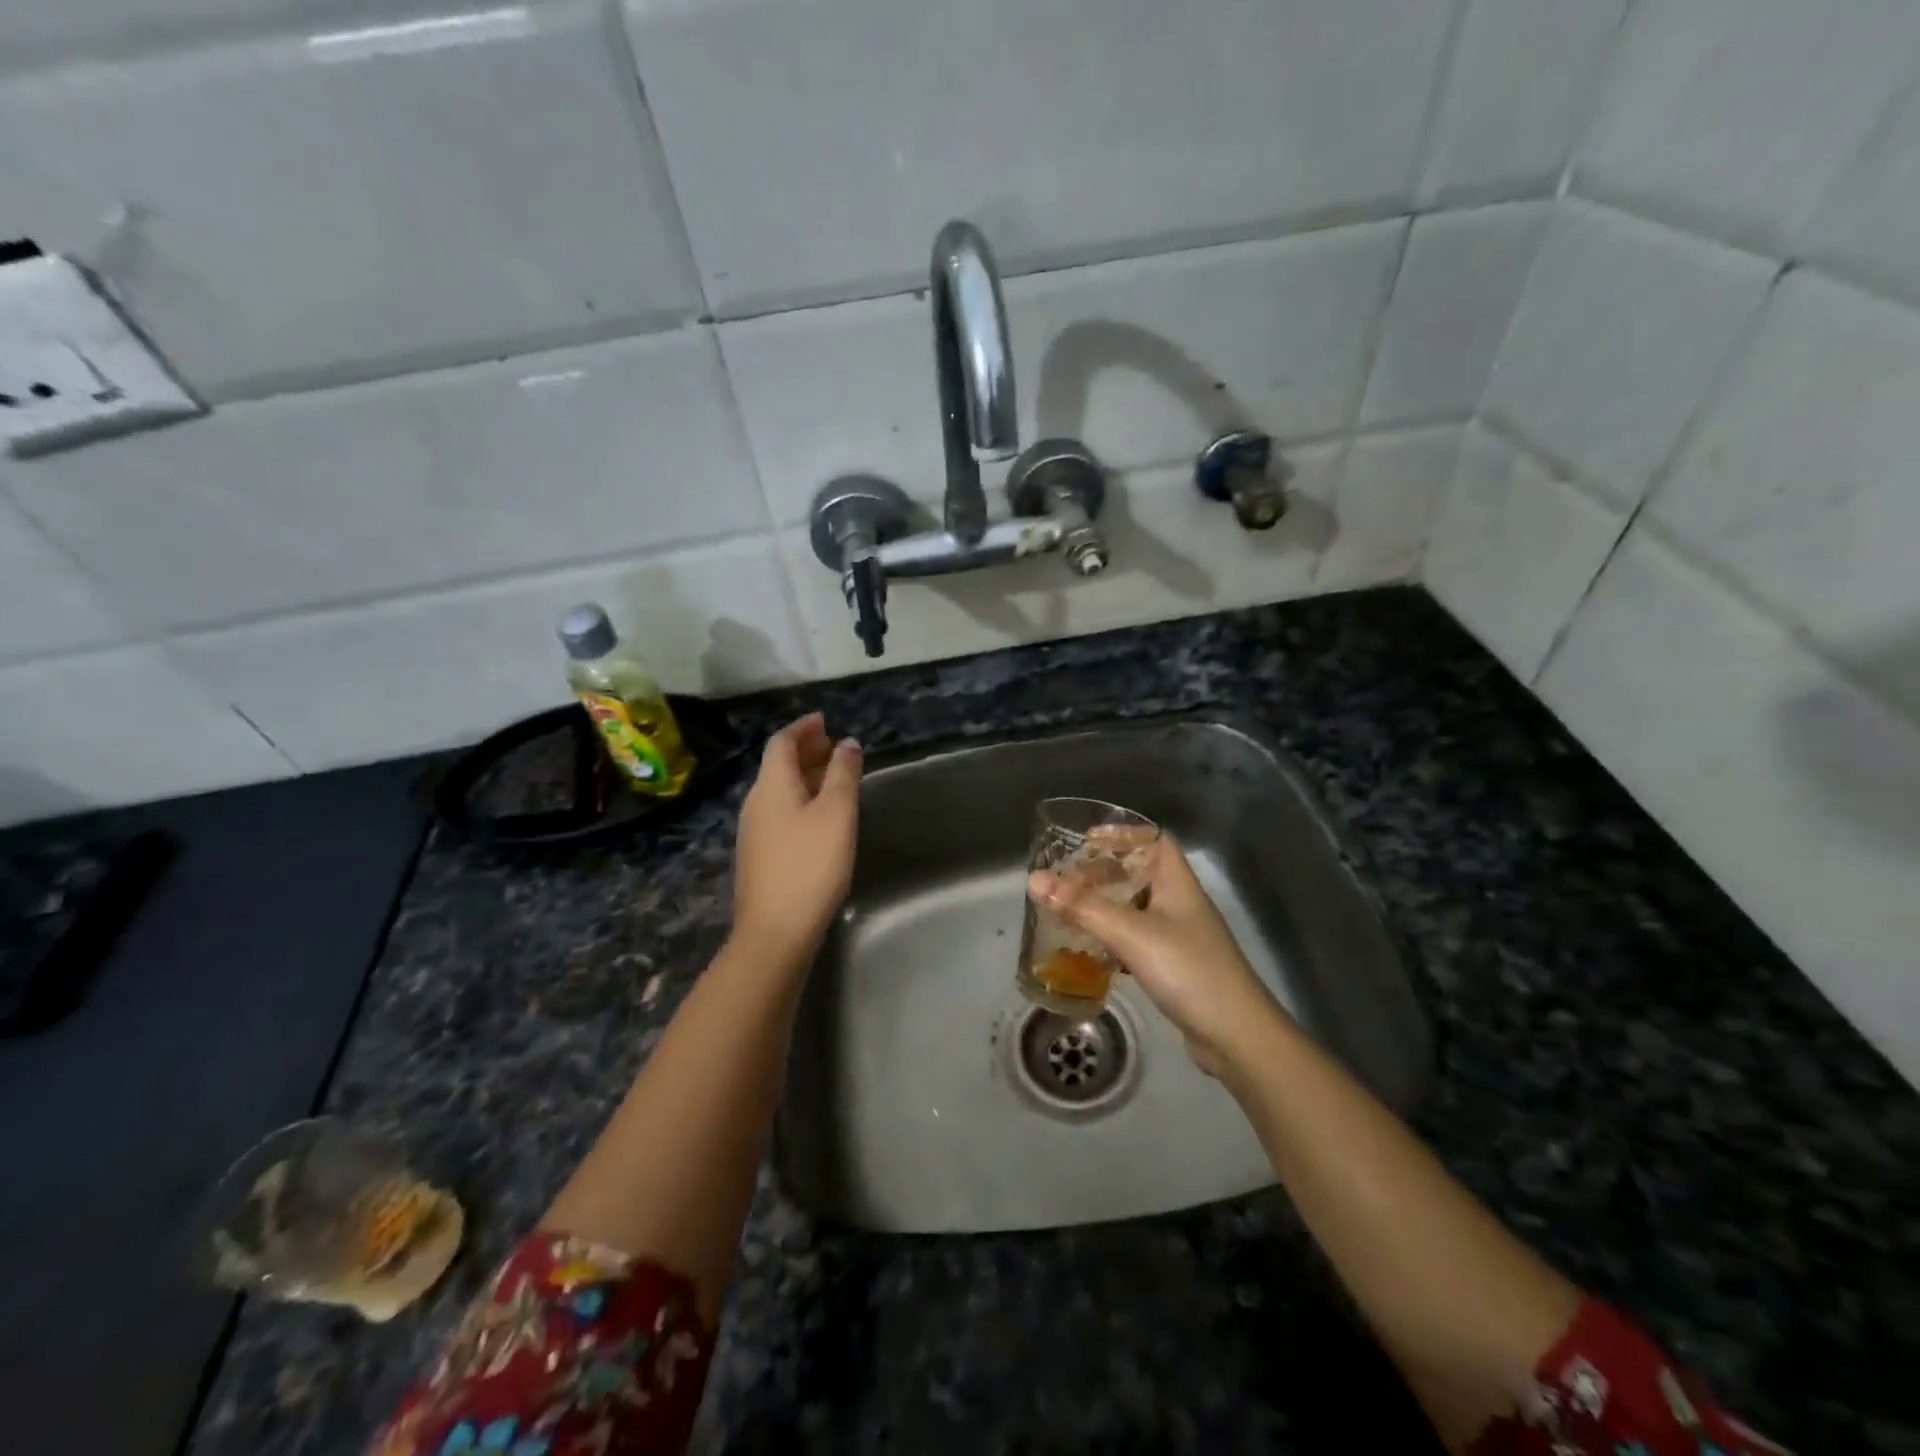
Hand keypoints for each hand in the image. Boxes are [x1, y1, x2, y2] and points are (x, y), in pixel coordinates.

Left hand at [733, 713, 861, 963]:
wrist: (775, 930)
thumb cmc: (810, 864)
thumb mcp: (836, 814)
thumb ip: (843, 774)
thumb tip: (847, 743)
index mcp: (771, 786)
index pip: (782, 742)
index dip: (803, 728)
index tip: (825, 721)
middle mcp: (756, 802)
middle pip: (778, 765)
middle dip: (806, 751)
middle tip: (834, 746)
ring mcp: (754, 831)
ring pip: (780, 790)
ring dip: (805, 776)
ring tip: (834, 777)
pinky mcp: (760, 855)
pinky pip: (780, 812)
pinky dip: (801, 800)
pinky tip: (820, 816)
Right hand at [1028, 837, 1284, 1076]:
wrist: (1236, 1037)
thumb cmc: (1188, 971)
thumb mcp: (1132, 934)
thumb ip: (1082, 907)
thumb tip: (1033, 879)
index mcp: (1177, 883)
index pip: (1154, 840)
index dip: (1123, 834)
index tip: (1085, 840)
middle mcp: (1179, 903)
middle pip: (1139, 873)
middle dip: (1103, 873)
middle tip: (1066, 880)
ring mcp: (1178, 937)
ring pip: (1135, 909)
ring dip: (1104, 906)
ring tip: (1068, 910)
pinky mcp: (1173, 967)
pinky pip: (1136, 940)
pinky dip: (1111, 939)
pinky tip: (1089, 950)